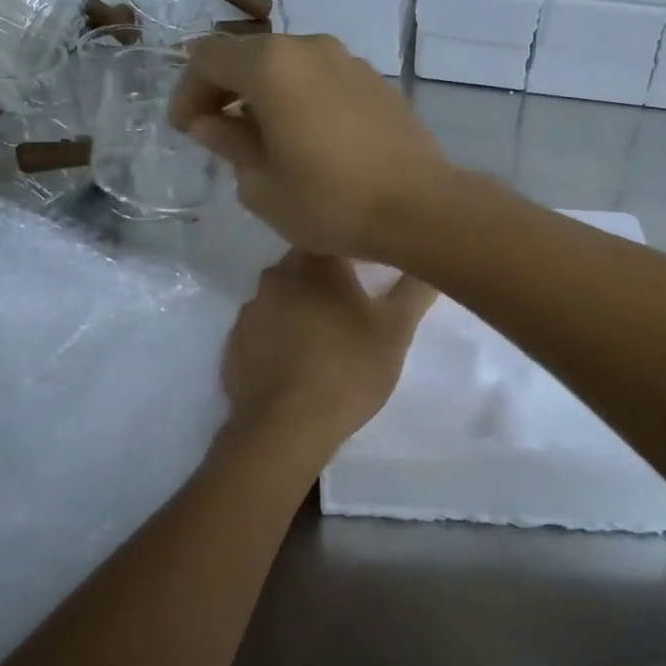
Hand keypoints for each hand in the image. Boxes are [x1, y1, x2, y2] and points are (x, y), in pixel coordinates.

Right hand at [169, 34, 456, 261]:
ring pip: (290, 67)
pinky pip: (323, 81)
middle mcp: (311, 48)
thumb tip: (210, 123)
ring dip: (266, 96)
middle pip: (251, 56)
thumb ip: (228, 144)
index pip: (208, 58)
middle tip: (217, 134)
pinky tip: (308, 140)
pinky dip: (302, 100)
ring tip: (264, 141)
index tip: (186, 130)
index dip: (188, 92)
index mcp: (272, 65)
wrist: (420, 208)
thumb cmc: (330, 202)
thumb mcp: (262, 185)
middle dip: (226, 91)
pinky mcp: (377, 83)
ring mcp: (350, 62)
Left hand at [221, 250, 437, 455]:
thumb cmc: (348, 370)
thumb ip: (414, 290)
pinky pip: (264, 328)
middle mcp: (276, 278)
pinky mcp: (234, 344)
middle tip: (356, 302)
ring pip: (283, 296)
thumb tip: (431, 264)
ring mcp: (250, 312)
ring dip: (302, 306)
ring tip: (327, 335)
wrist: (286, 428)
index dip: (356, 248)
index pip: (335, 237)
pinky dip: (280, 335)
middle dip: (329, 278)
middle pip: (306, 265)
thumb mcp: (396, 331)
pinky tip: (297, 360)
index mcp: (314, 265)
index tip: (374, 267)